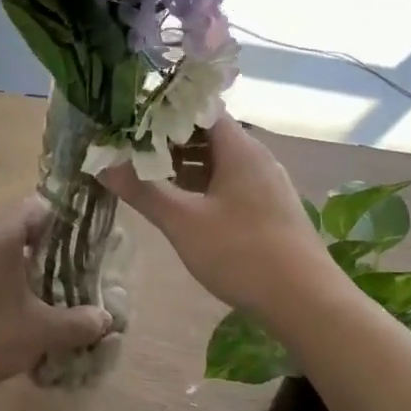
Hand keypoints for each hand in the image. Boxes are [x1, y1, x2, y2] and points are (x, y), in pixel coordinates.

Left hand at [0, 199, 113, 402]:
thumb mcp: (41, 333)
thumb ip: (77, 324)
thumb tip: (104, 320)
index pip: (32, 209)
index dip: (55, 220)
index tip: (70, 243)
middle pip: (8, 233)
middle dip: (32, 252)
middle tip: (52, 279)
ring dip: (4, 270)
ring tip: (20, 302)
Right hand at [98, 114, 335, 321]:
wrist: (305, 300)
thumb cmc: (241, 252)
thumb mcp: (183, 222)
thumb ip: (143, 191)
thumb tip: (104, 165)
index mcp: (239, 148)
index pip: (201, 109)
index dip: (166, 111)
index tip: (133, 120)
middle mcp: (257, 157)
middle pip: (210, 135)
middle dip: (170, 141)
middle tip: (132, 151)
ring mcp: (267, 184)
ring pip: (221, 162)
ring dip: (187, 166)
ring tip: (150, 178)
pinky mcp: (271, 209)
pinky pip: (232, 184)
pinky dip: (205, 187)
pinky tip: (185, 206)